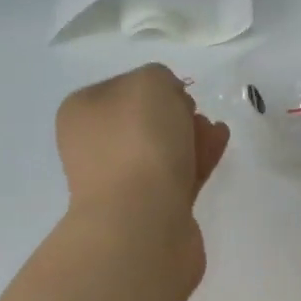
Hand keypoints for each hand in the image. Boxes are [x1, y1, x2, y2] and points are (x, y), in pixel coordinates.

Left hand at [56, 64, 229, 282]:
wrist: (142, 221)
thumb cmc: (138, 143)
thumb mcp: (150, 83)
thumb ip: (160, 78)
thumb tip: (169, 102)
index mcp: (82, 113)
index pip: (122, 88)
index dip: (156, 85)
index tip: (180, 91)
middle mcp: (95, 147)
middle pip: (143, 122)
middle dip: (175, 114)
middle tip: (196, 113)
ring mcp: (122, 182)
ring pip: (163, 150)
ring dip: (190, 137)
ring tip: (216, 130)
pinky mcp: (152, 209)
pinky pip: (179, 175)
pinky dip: (198, 159)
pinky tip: (218, 146)